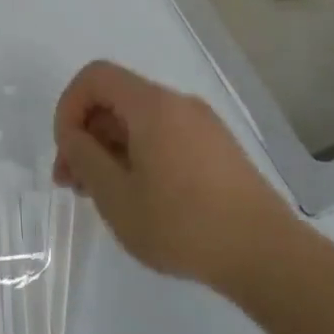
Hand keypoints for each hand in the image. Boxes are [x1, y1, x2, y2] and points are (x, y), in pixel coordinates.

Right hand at [52, 60, 301, 288]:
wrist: (267, 256)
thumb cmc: (181, 224)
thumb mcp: (115, 195)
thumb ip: (83, 156)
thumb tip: (73, 136)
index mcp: (152, 106)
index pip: (95, 77)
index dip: (68, 107)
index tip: (67, 151)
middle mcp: (179, 105)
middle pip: (116, 100)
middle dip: (85, 135)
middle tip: (72, 183)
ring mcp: (203, 127)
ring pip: (138, 122)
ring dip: (108, 150)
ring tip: (99, 195)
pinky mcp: (217, 151)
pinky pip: (163, 138)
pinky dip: (137, 157)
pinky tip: (136, 198)